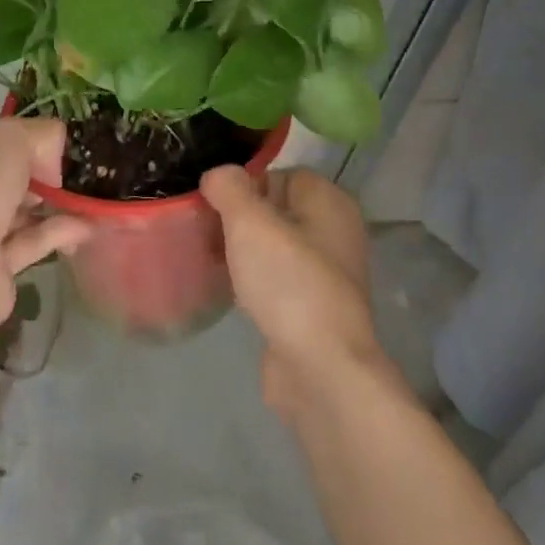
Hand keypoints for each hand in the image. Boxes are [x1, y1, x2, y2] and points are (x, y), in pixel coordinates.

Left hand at [0, 119, 91, 343]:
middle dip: (40, 179)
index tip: (54, 149)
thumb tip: (54, 161)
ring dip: (55, 207)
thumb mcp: (10, 140)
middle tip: (76, 174)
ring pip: (20, 217)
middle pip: (5, 185)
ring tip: (91, 200)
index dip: (21, 147)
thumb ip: (40, 136)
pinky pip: (30, 247)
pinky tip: (87, 225)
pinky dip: (59, 234)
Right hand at [201, 165, 394, 421]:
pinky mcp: (314, 309)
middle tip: (208, 234)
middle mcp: (336, 232)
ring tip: (215, 262)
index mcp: (330, 201)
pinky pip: (277, 280)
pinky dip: (255, 283)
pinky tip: (233, 293)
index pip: (279, 175)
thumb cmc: (288, 282)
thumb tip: (217, 175)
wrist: (320, 369)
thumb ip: (229, 187)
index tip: (214, 207)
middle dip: (239, 220)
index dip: (244, 187)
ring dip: (244, 253)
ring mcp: (328, 273)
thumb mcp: (250, 222)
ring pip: (274, 247)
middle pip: (275, 210)